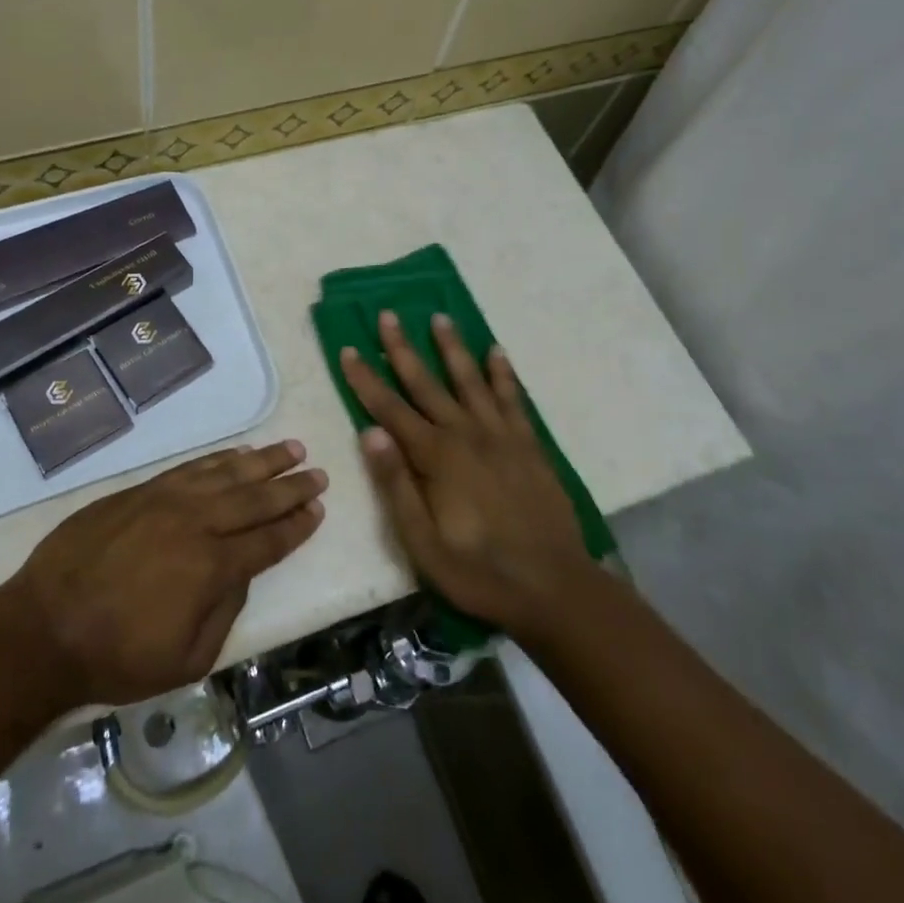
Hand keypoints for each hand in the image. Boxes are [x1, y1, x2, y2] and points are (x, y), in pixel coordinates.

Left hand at [7, 441, 327, 706]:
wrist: (45, 627)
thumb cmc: (117, 656)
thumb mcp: (186, 659)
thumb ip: (224, 611)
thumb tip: (241, 572)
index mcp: (211, 566)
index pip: (268, 540)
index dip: (296, 525)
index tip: (318, 509)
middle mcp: (196, 522)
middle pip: (254, 498)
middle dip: (290, 486)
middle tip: (317, 472)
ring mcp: (166, 500)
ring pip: (225, 473)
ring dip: (261, 461)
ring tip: (289, 449)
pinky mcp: (141, 490)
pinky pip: (190, 468)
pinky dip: (218, 460)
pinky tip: (235, 454)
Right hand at [341, 312, 596, 643]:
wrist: (555, 588)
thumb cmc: (479, 571)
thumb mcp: (423, 543)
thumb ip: (396, 485)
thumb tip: (370, 432)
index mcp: (436, 457)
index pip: (390, 409)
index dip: (366, 379)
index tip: (348, 349)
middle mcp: (466, 434)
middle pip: (427, 383)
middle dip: (403, 348)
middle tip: (388, 315)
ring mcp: (500, 436)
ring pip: (470, 380)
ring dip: (452, 348)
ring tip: (440, 317)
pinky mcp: (528, 445)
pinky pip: (513, 399)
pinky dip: (503, 374)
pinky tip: (497, 352)